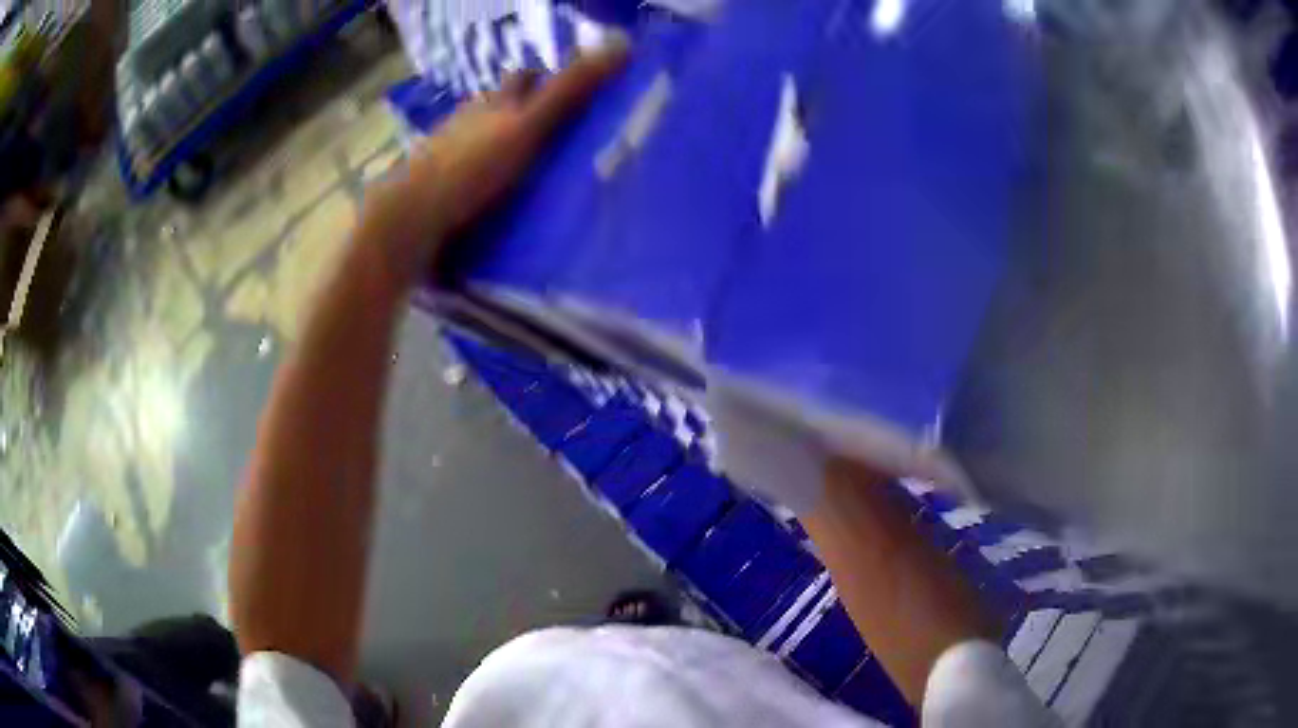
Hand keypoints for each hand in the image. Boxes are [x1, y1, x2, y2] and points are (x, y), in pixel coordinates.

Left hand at [357, 38, 629, 286]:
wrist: (410, 221)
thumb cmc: (470, 168)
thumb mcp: (527, 126)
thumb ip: (569, 91)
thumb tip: (622, 45)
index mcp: (491, 104)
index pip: (522, 78)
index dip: (545, 77)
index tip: (574, 91)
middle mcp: (467, 123)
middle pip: (498, 107)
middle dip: (524, 111)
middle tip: (559, 133)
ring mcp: (448, 157)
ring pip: (481, 141)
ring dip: (503, 148)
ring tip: (537, 172)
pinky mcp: (440, 192)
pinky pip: (468, 178)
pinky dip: (485, 182)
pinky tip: (501, 202)